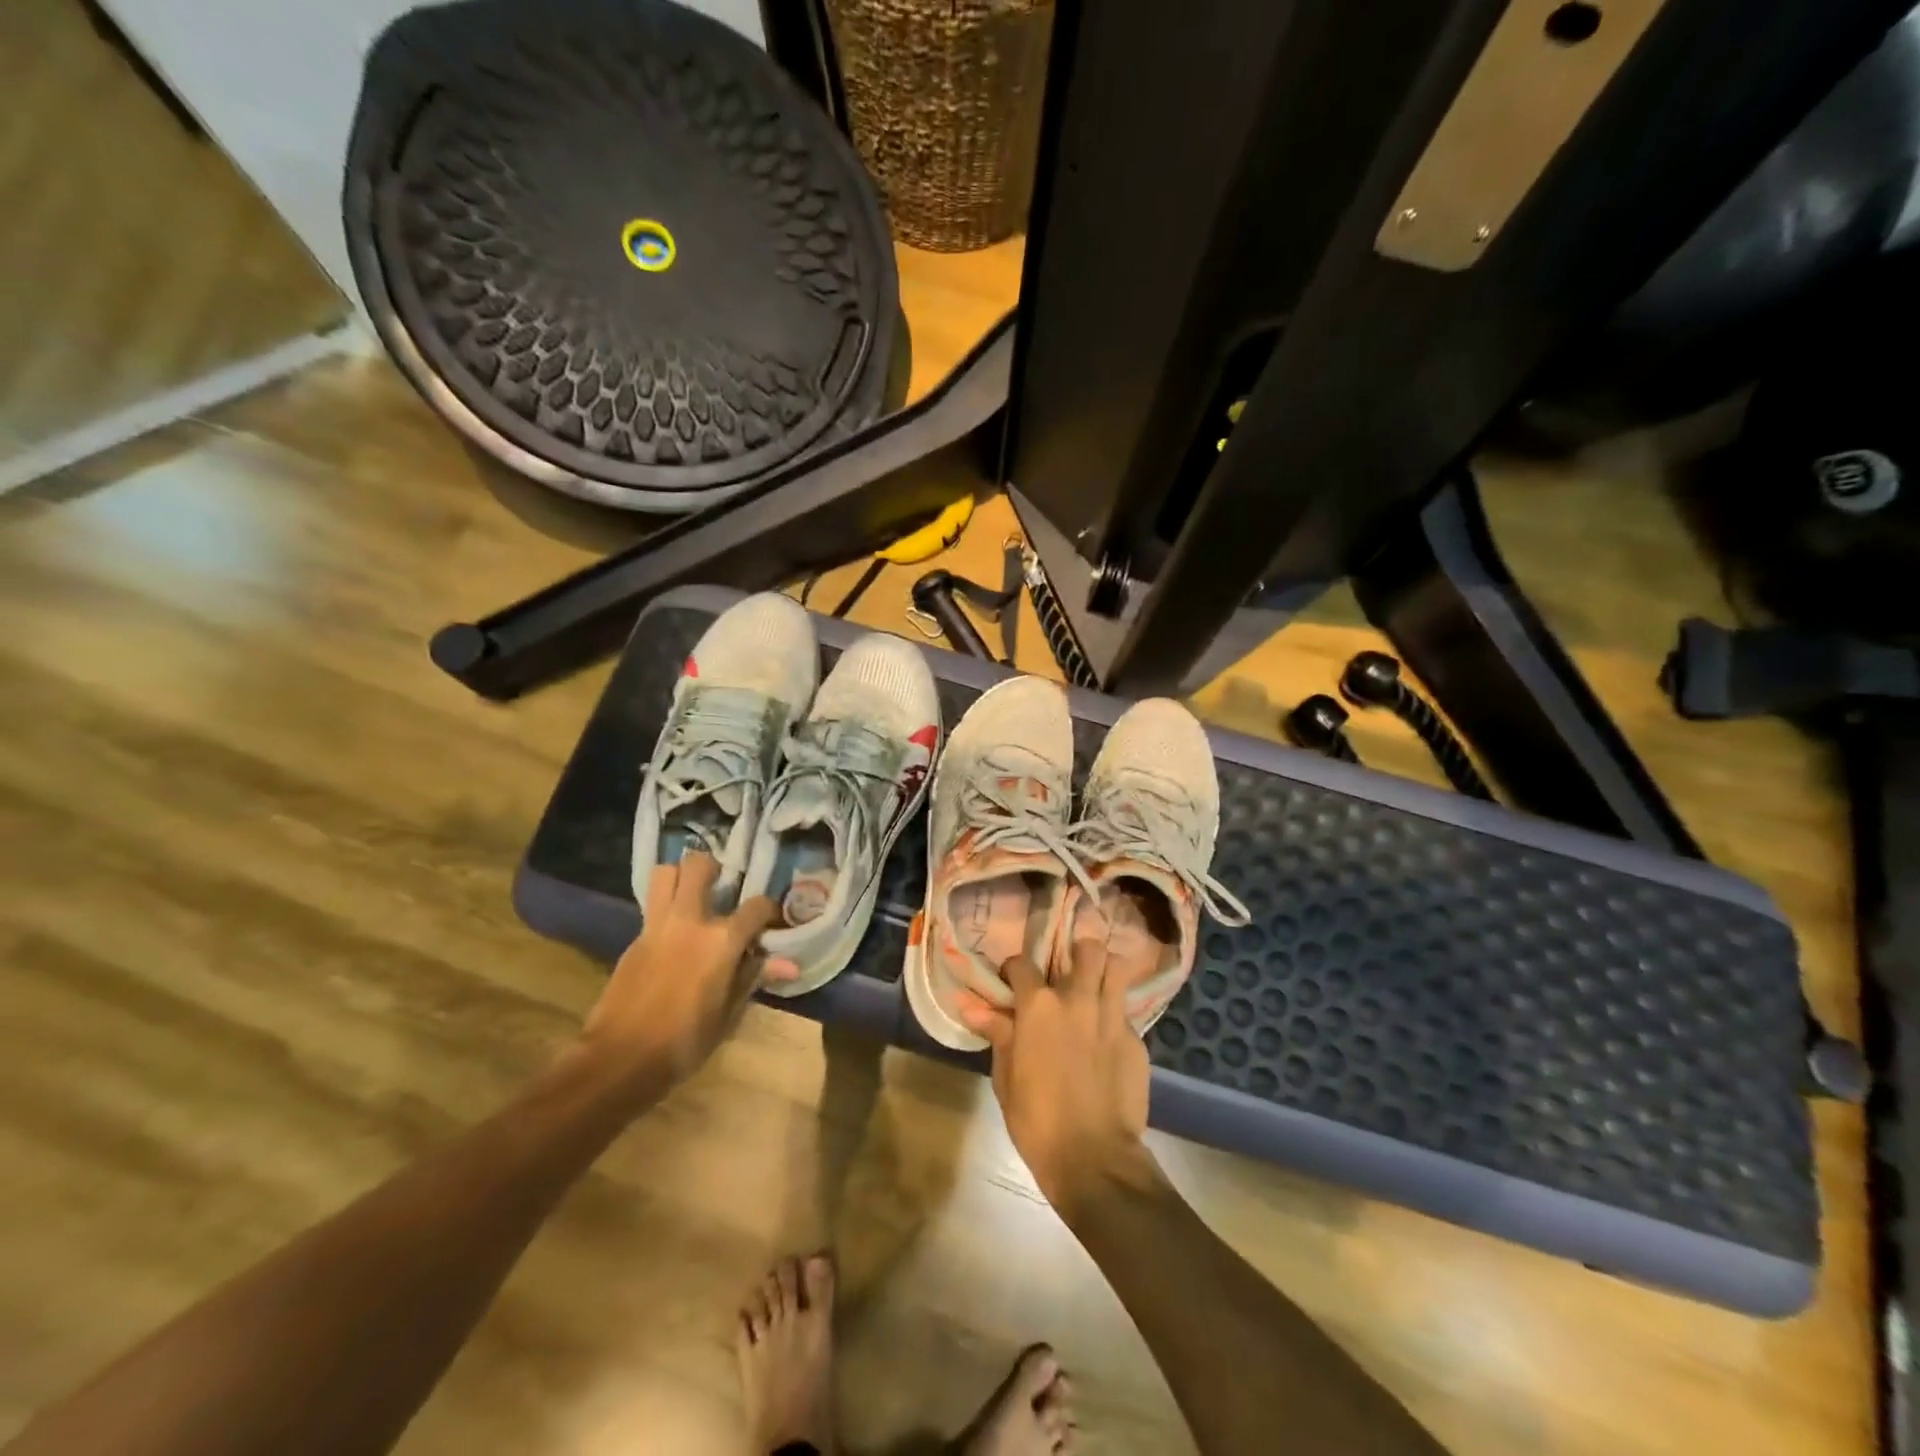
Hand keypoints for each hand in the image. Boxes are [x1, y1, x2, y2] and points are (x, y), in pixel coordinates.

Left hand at [583, 853, 776, 1087]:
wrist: (620, 1059)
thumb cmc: (684, 1042)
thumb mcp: (728, 1014)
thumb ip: (754, 978)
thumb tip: (790, 965)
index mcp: (721, 940)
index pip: (756, 906)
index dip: (768, 911)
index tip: (769, 922)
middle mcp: (690, 921)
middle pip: (698, 867)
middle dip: (712, 868)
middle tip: (721, 886)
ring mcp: (657, 927)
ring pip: (665, 874)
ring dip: (680, 877)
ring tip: (692, 896)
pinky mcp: (634, 940)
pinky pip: (651, 907)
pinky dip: (664, 908)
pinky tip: (673, 933)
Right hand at [960, 929, 1153, 1216]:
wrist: (1094, 1160)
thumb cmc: (1037, 1121)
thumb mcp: (1006, 1077)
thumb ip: (997, 1034)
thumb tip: (972, 1006)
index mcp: (1039, 1006)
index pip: (1022, 963)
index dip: (1014, 970)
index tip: (1012, 984)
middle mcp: (1078, 999)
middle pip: (1088, 949)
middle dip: (1078, 954)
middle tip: (1067, 974)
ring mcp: (1112, 1017)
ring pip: (1116, 968)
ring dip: (1104, 972)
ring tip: (1094, 988)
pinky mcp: (1137, 1040)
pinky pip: (1126, 1012)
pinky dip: (1114, 1016)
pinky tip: (1107, 1038)